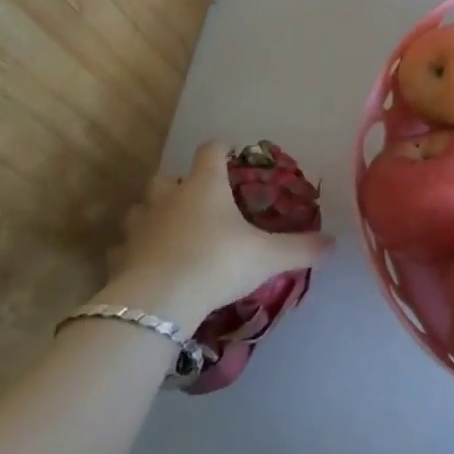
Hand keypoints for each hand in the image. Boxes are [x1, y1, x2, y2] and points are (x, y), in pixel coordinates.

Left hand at [97, 141, 331, 325]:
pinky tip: (146, 265)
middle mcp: (170, 197)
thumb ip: (301, 248)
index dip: (220, 150)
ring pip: (140, 209)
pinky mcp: (119, 258)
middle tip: (197, 203)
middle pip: (166, 177)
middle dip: (178, 185)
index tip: (230, 157)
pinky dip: (134, 252)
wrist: (159, 302)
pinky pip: (124, 248)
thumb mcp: (268, 257)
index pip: (211, 150)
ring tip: (169, 233)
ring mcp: (140, 226)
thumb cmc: (218, 263)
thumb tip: (334, 243)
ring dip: (152, 215)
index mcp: (205, 185)